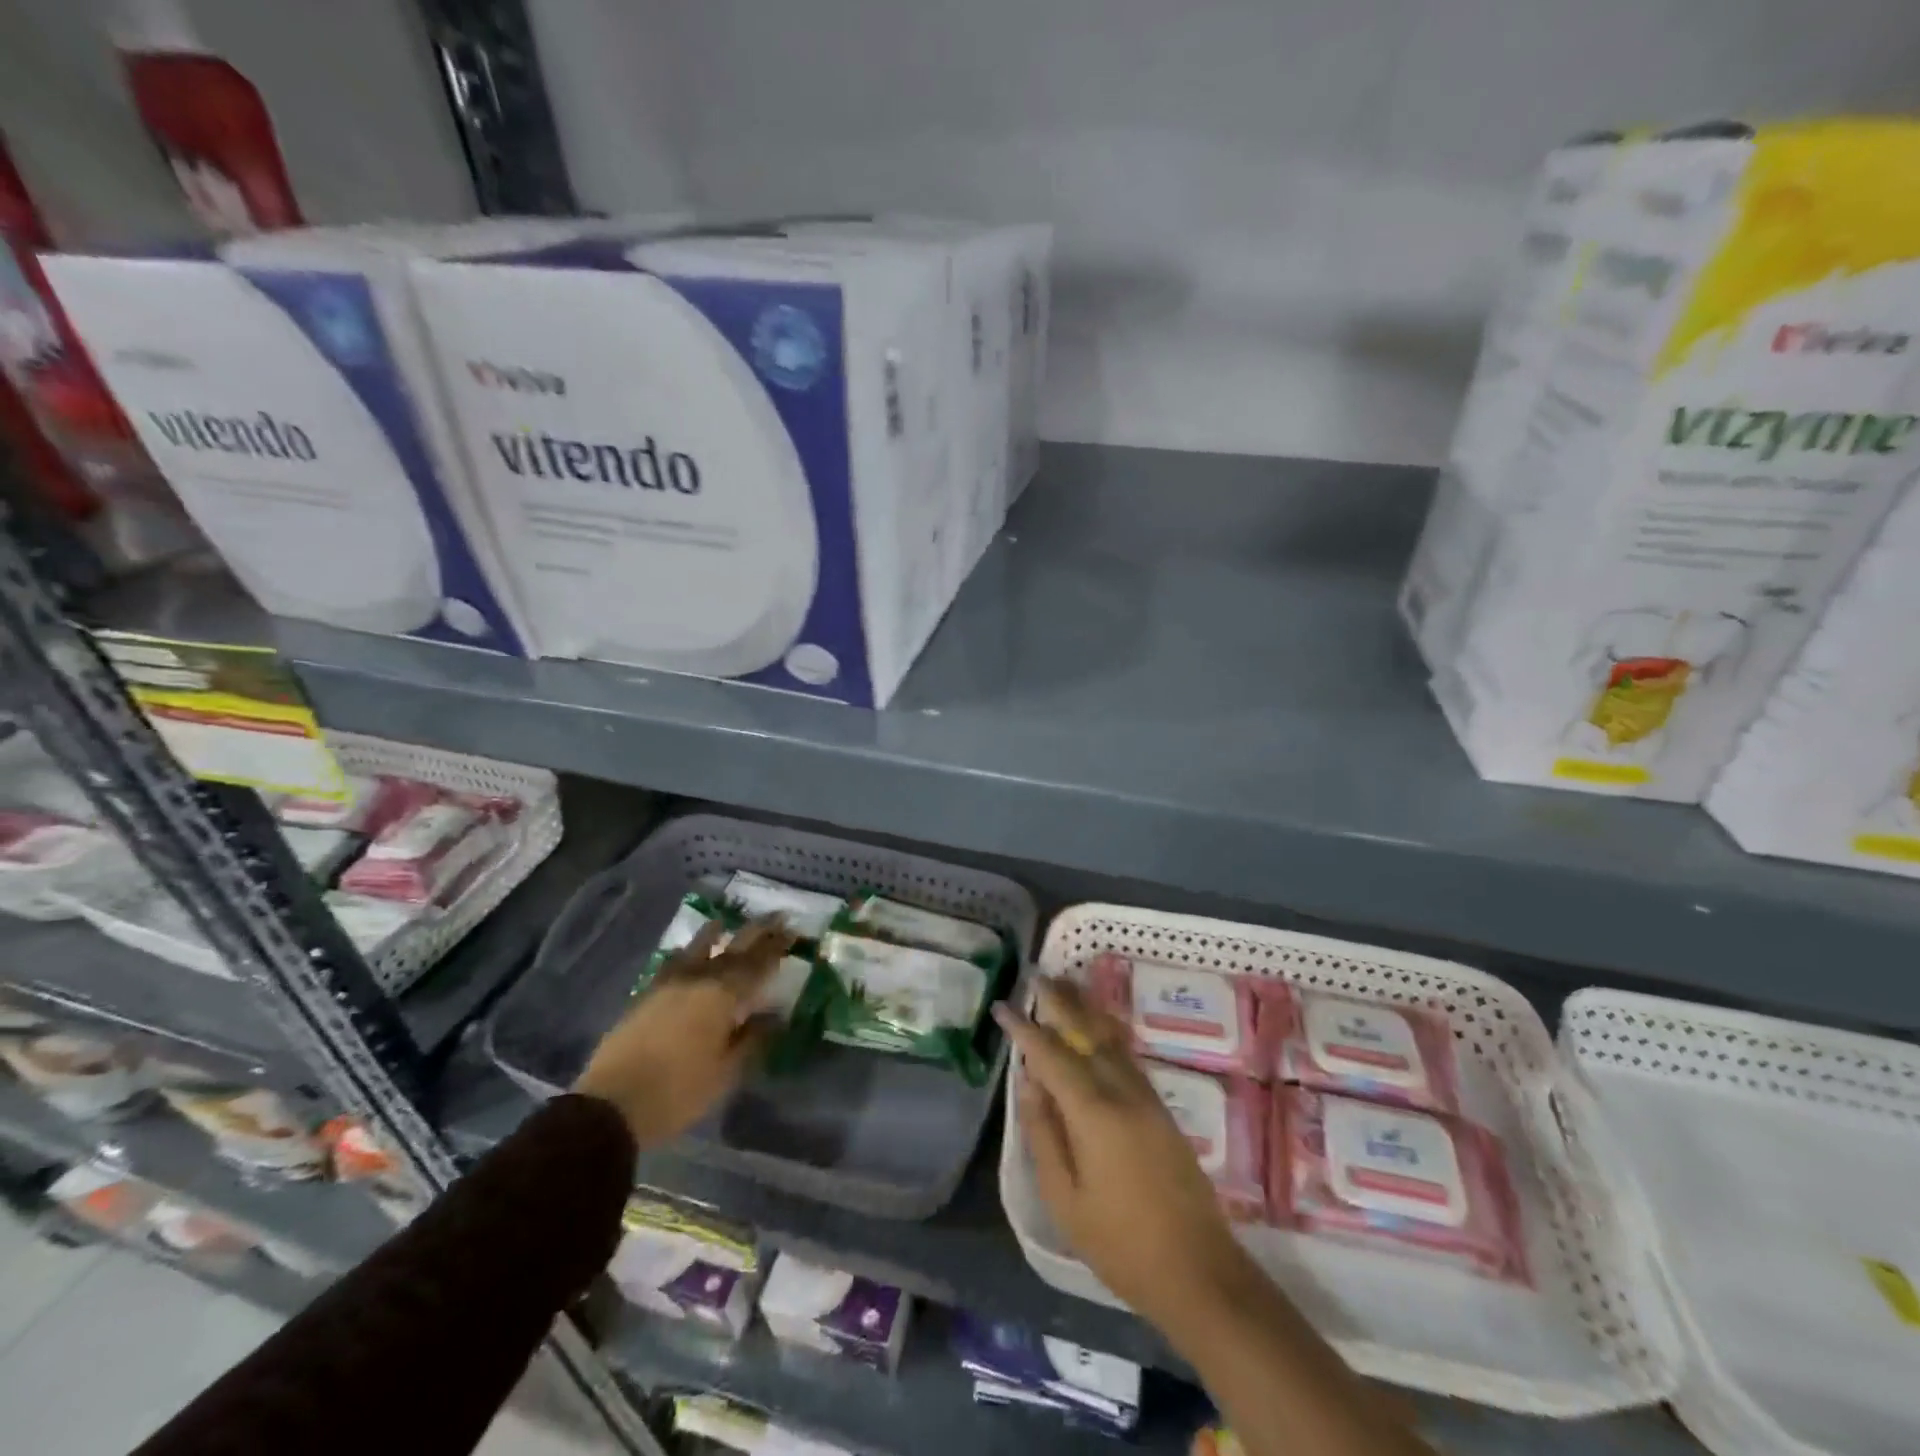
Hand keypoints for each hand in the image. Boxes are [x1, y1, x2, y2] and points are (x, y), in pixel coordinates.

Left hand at [575, 916, 795, 1147]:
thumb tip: (775, 1014)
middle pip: (733, 949)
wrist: (611, 1105)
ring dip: (716, 934)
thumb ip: (752, 1038)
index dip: (777, 946)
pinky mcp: (645, 996)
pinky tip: (686, 952)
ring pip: (697, 949)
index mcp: (723, 996)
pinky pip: (673, 963)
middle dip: (757, 932)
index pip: (758, 963)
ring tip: (725, 923)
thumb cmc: (678, 1091)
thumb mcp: (726, 1072)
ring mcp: (668, 984)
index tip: (794, 931)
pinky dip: (687, 953)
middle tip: (776, 917)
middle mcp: (698, 979)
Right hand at [993, 980, 1255, 1329]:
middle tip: (1037, 974)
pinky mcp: (1161, 1108)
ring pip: (1110, 1038)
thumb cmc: (1120, 1242)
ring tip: (1064, 986)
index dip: (1025, 1028)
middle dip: (1060, 1001)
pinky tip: (1097, 1027)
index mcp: (1093, 1112)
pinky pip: (1125, 1055)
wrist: (1199, 1270)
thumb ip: (1043, 1134)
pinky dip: (1105, 1032)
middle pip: (1086, 1032)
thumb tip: (1029, 1082)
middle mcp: (1122, 1091)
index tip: (1003, 1004)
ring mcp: (1147, 1097)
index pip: (1051, 1054)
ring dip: (1085, 1009)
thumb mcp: (1065, 1198)